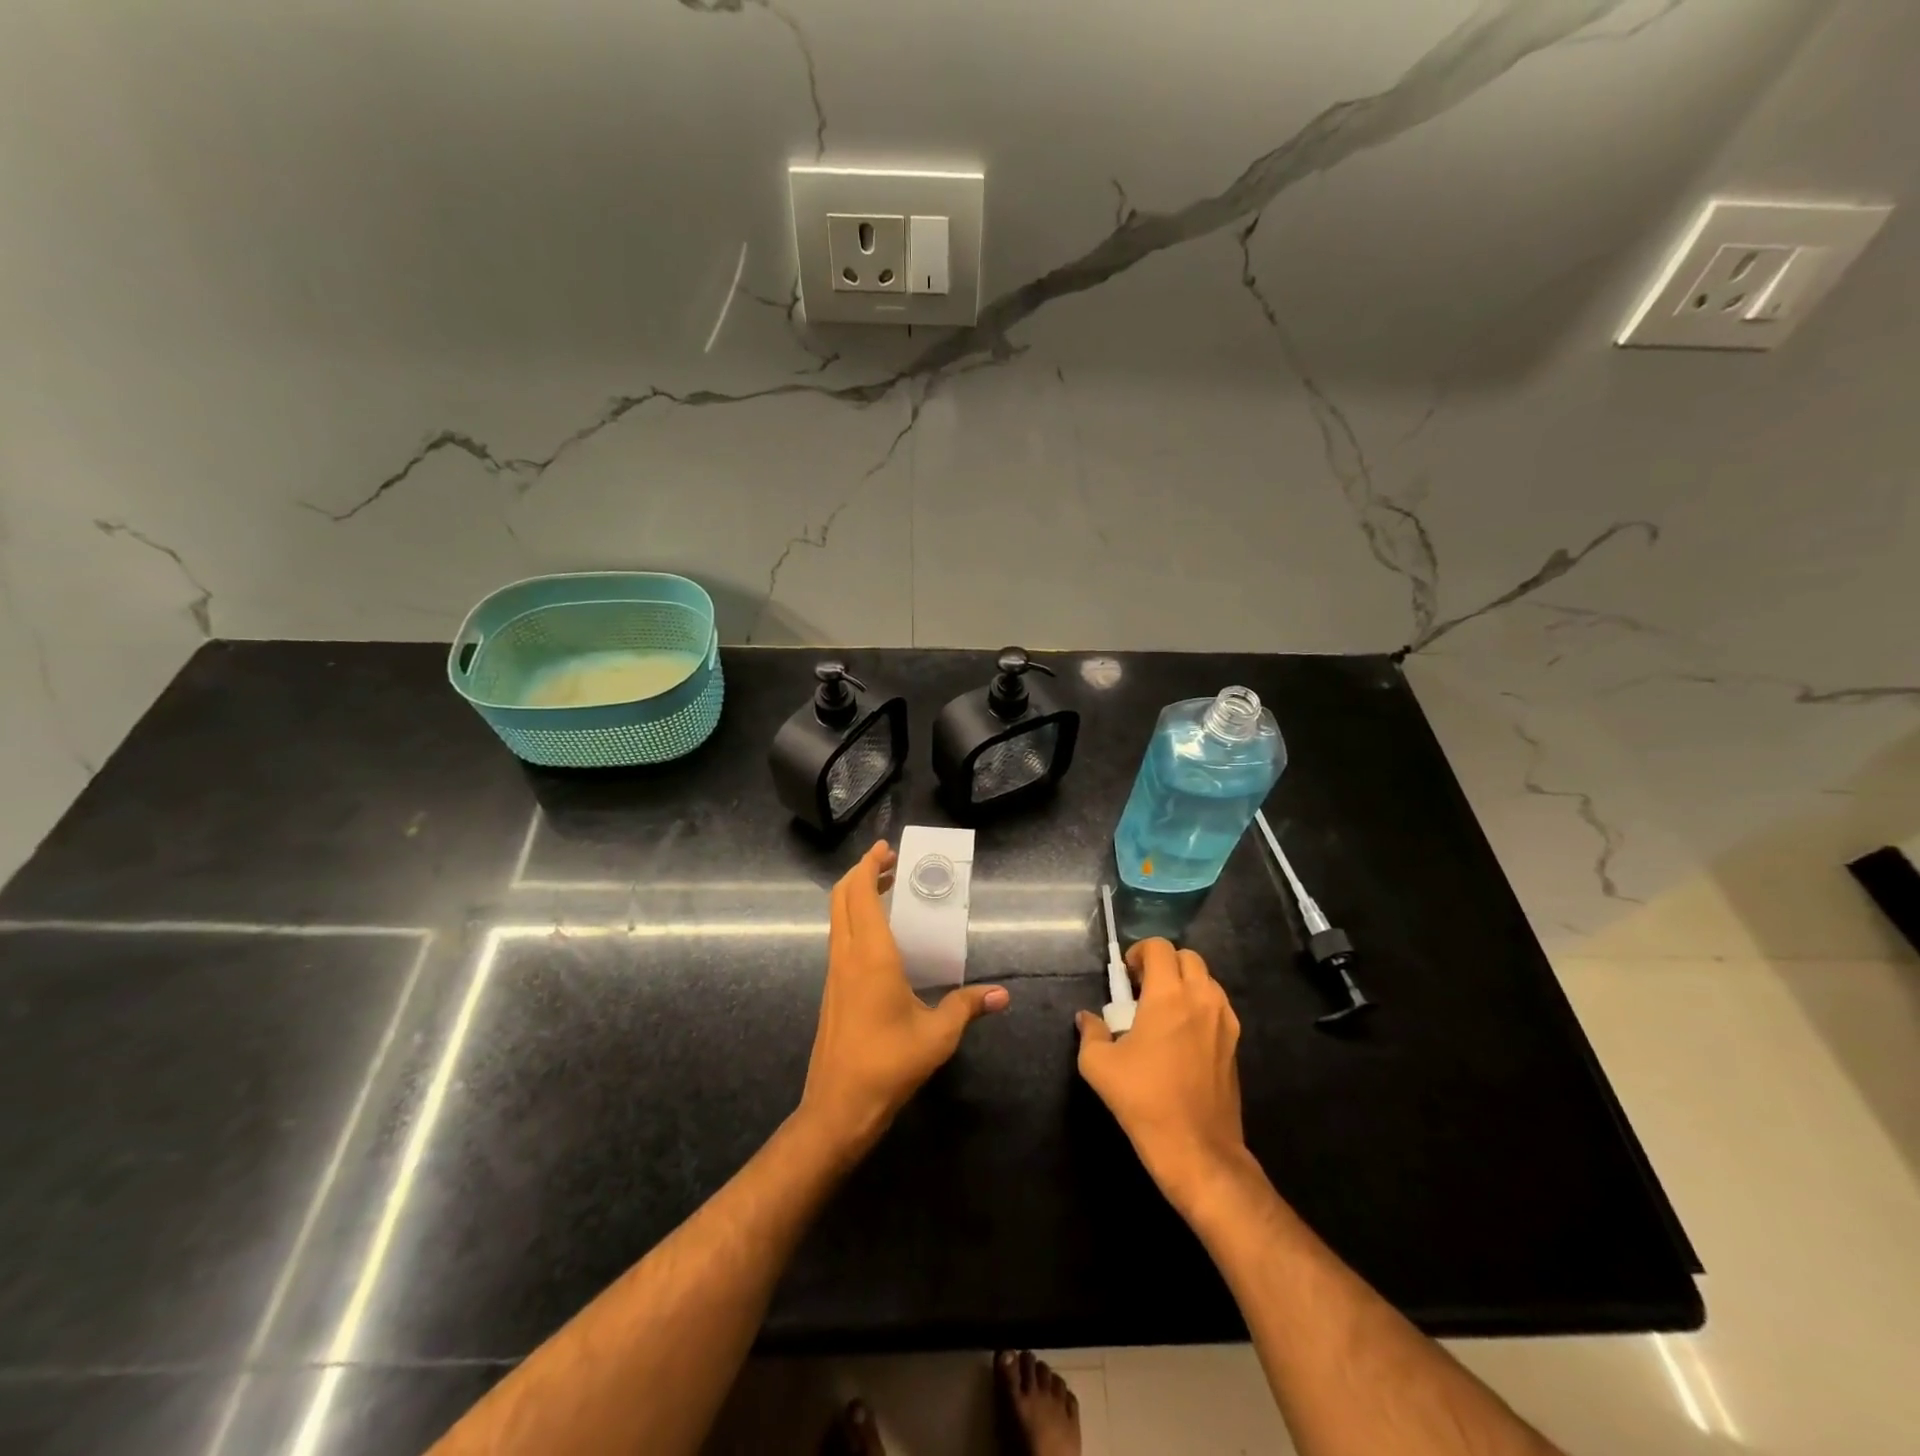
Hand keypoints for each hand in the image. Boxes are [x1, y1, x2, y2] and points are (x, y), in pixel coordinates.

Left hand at [798, 842, 1009, 1158]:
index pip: (859, 893)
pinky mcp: (832, 990)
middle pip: (841, 897)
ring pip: (837, 918)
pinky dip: (854, 920)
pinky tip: (881, 936)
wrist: (838, 1107)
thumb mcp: (938, 1035)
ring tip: (887, 890)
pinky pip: (839, 938)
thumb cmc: (889, 1064)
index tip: (886, 848)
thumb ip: (968, 1007)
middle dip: (861, 872)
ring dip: (856, 896)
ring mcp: (835, 973)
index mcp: (870, 955)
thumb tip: (1002, 994)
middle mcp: (847, 956)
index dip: (868, 865)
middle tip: (889, 863)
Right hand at [1075, 938, 1253, 1214]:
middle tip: (1142, 989)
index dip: (1139, 952)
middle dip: (1163, 964)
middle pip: (1187, 957)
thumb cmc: (1144, 1100)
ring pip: (1206, 980)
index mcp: (1168, 995)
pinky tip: (1182, 1035)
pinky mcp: (1235, 1043)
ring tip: (1163, 1011)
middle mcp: (1201, 998)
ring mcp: (1224, 1020)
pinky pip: (1218, 1005)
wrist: (1197, 1149)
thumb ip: (1091, 1032)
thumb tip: (1086, 1018)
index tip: (1126, 977)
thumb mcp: (1099, 1065)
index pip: (1159, 947)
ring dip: (1184, 983)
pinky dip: (1200, 1005)